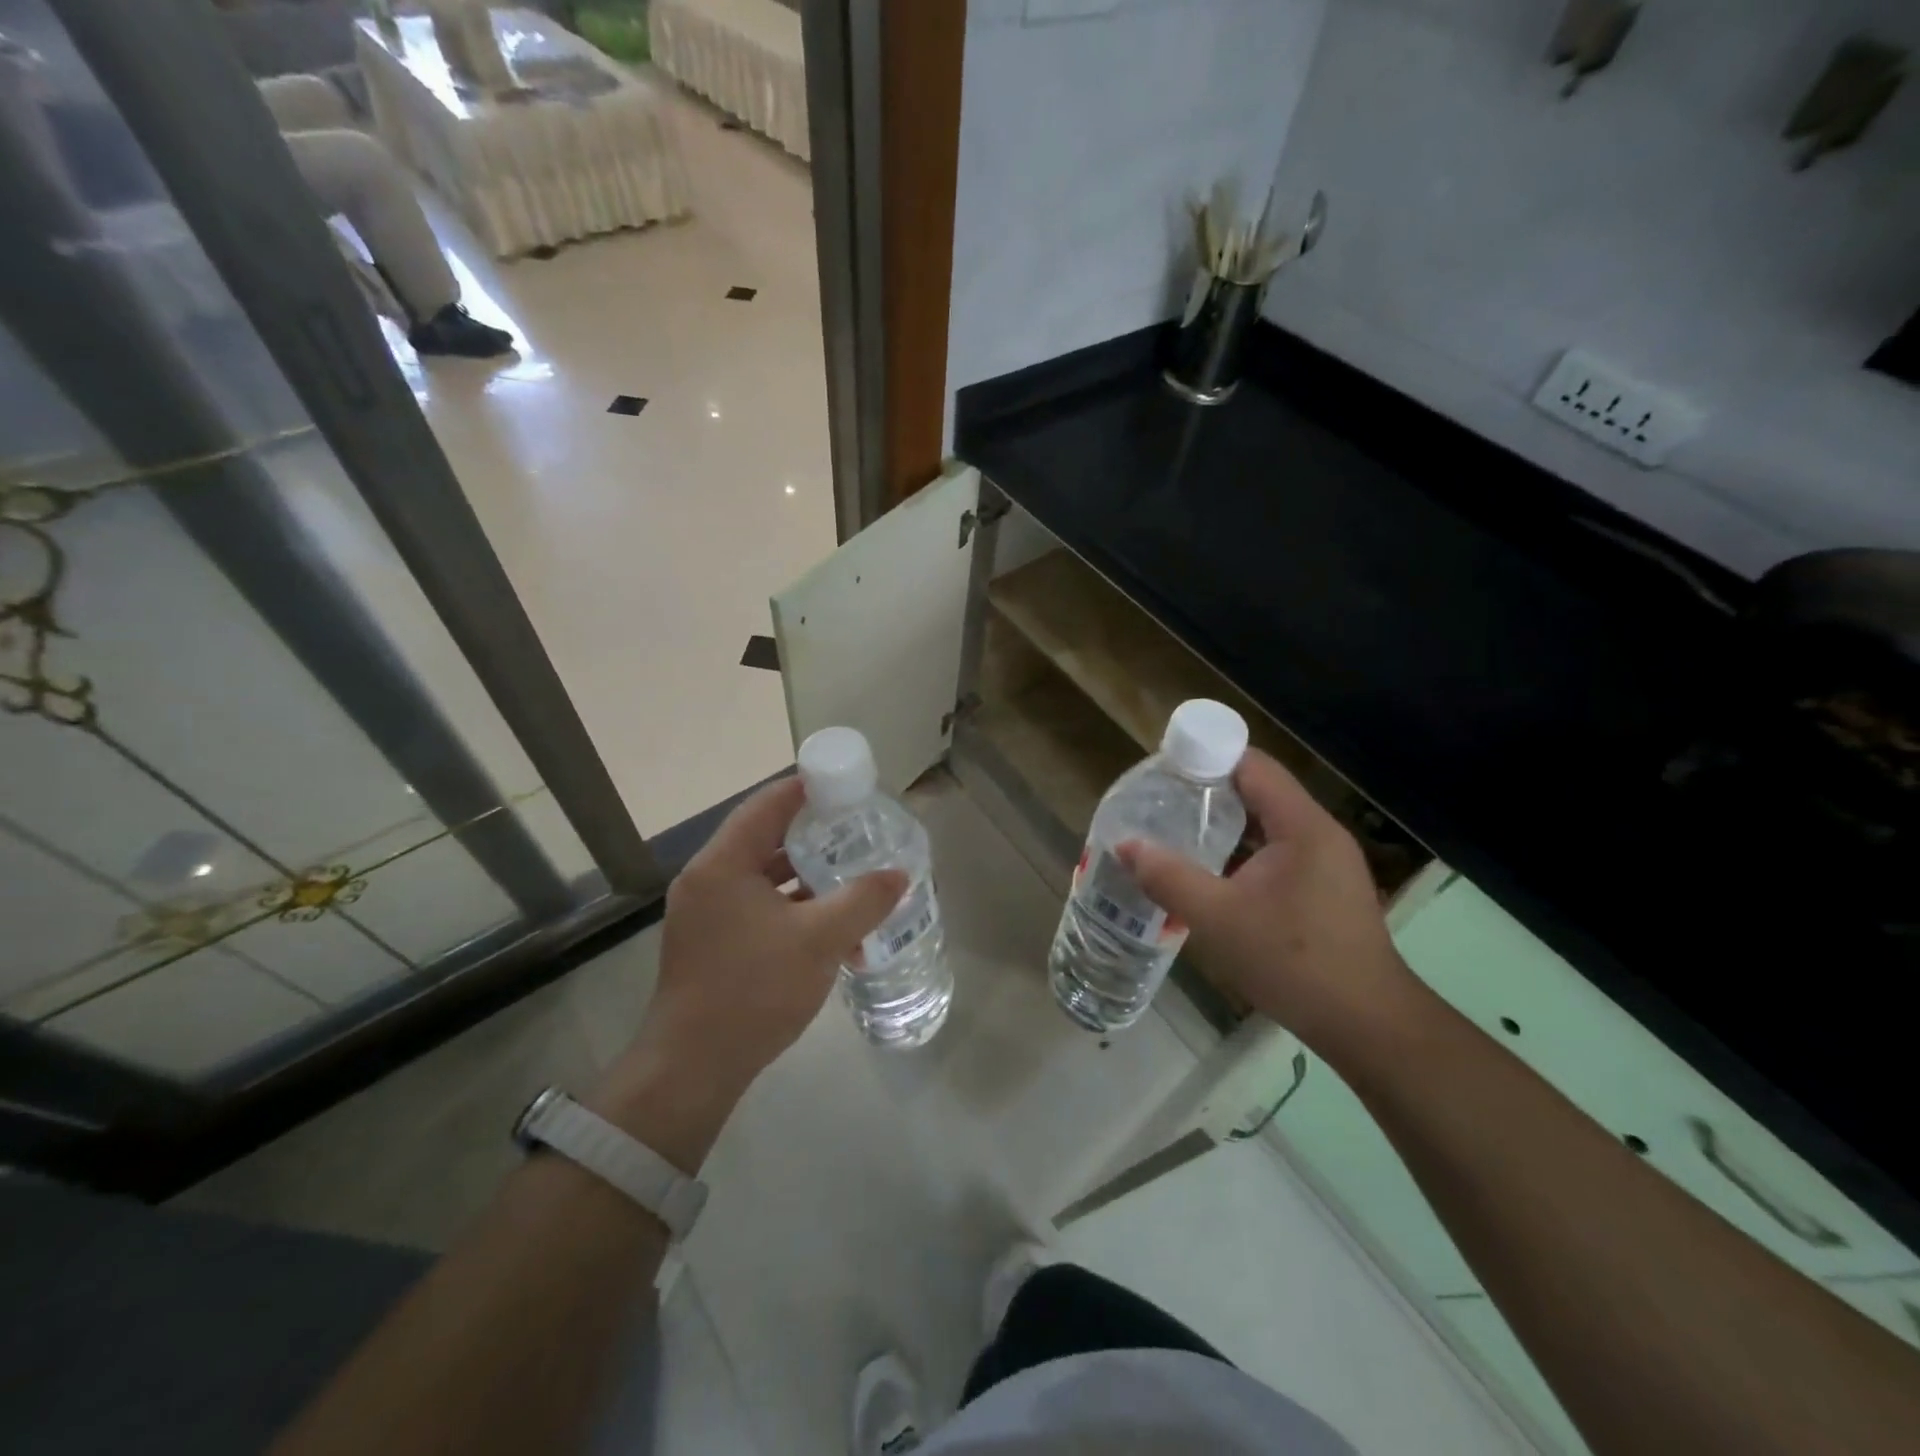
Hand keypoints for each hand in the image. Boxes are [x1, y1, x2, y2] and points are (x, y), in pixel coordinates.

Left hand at [587, 776, 905, 1168]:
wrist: (693, 1069)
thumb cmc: (753, 991)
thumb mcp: (819, 940)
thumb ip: (863, 901)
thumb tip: (899, 874)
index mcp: (723, 864)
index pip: (767, 804)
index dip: (808, 788)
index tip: (848, 786)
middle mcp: (708, 880)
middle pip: (766, 838)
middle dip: (815, 833)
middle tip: (859, 828)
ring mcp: (707, 913)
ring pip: (764, 876)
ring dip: (807, 875)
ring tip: (853, 872)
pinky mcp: (712, 942)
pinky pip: (758, 907)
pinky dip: (793, 907)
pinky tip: (832, 925)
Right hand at [1118, 749, 1419, 1057]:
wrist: (1367, 1026)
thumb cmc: (1294, 962)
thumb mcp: (1218, 920)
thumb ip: (1169, 878)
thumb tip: (1125, 845)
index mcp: (1301, 826)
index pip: (1252, 764)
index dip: (1206, 758)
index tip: (1164, 772)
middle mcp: (1319, 833)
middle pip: (1258, 791)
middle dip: (1208, 793)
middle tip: (1160, 805)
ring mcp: (1327, 863)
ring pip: (1267, 825)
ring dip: (1225, 825)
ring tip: (1176, 835)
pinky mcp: (1326, 889)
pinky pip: (1277, 853)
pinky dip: (1243, 853)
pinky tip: (1212, 875)